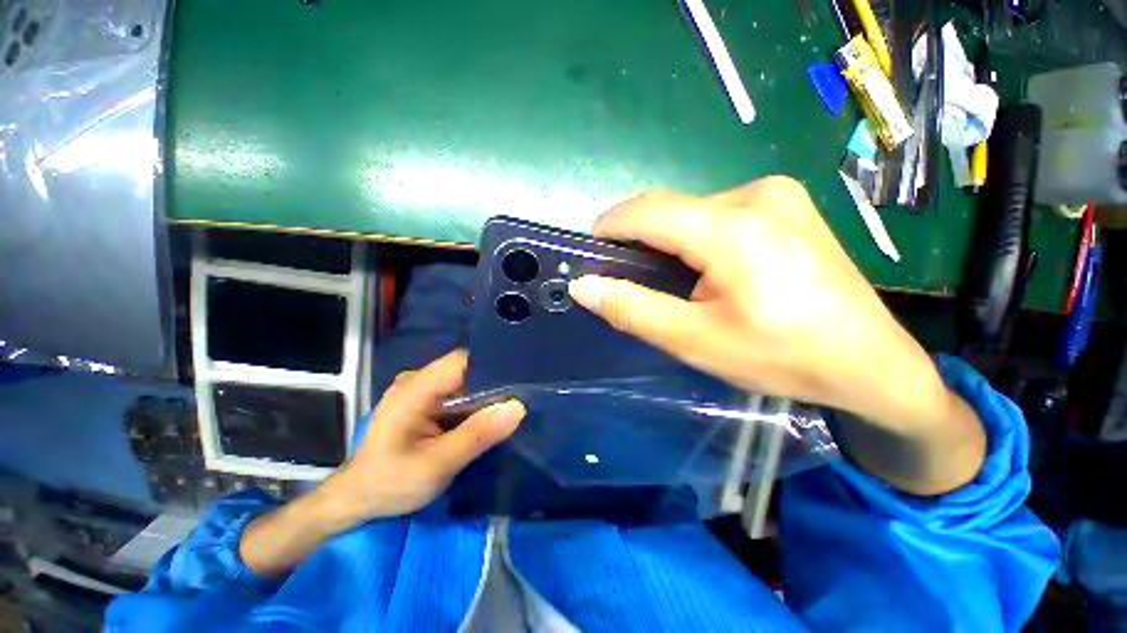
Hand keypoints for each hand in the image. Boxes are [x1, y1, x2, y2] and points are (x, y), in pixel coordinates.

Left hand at [241, 350, 523, 576]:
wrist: (356, 500)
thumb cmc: (390, 483)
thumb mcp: (437, 465)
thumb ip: (477, 435)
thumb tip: (518, 407)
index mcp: (415, 388)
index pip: (463, 361)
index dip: (493, 367)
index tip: (522, 380)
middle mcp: (417, 380)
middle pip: (466, 370)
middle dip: (493, 384)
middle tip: (522, 398)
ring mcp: (420, 390)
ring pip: (464, 382)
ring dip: (485, 395)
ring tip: (511, 406)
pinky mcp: (424, 401)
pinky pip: (457, 394)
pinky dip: (473, 404)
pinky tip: (487, 415)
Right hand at [568, 177, 984, 493]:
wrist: (872, 362)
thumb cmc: (782, 357)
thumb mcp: (694, 340)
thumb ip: (633, 309)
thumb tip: (583, 286)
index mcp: (733, 228)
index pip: (647, 211)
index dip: (610, 228)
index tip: (592, 254)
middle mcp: (756, 194)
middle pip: (669, 210)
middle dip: (640, 241)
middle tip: (631, 281)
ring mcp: (778, 195)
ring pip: (692, 212)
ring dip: (669, 242)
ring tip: (674, 284)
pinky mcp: (788, 205)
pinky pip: (718, 213)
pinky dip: (696, 238)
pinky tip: (709, 271)